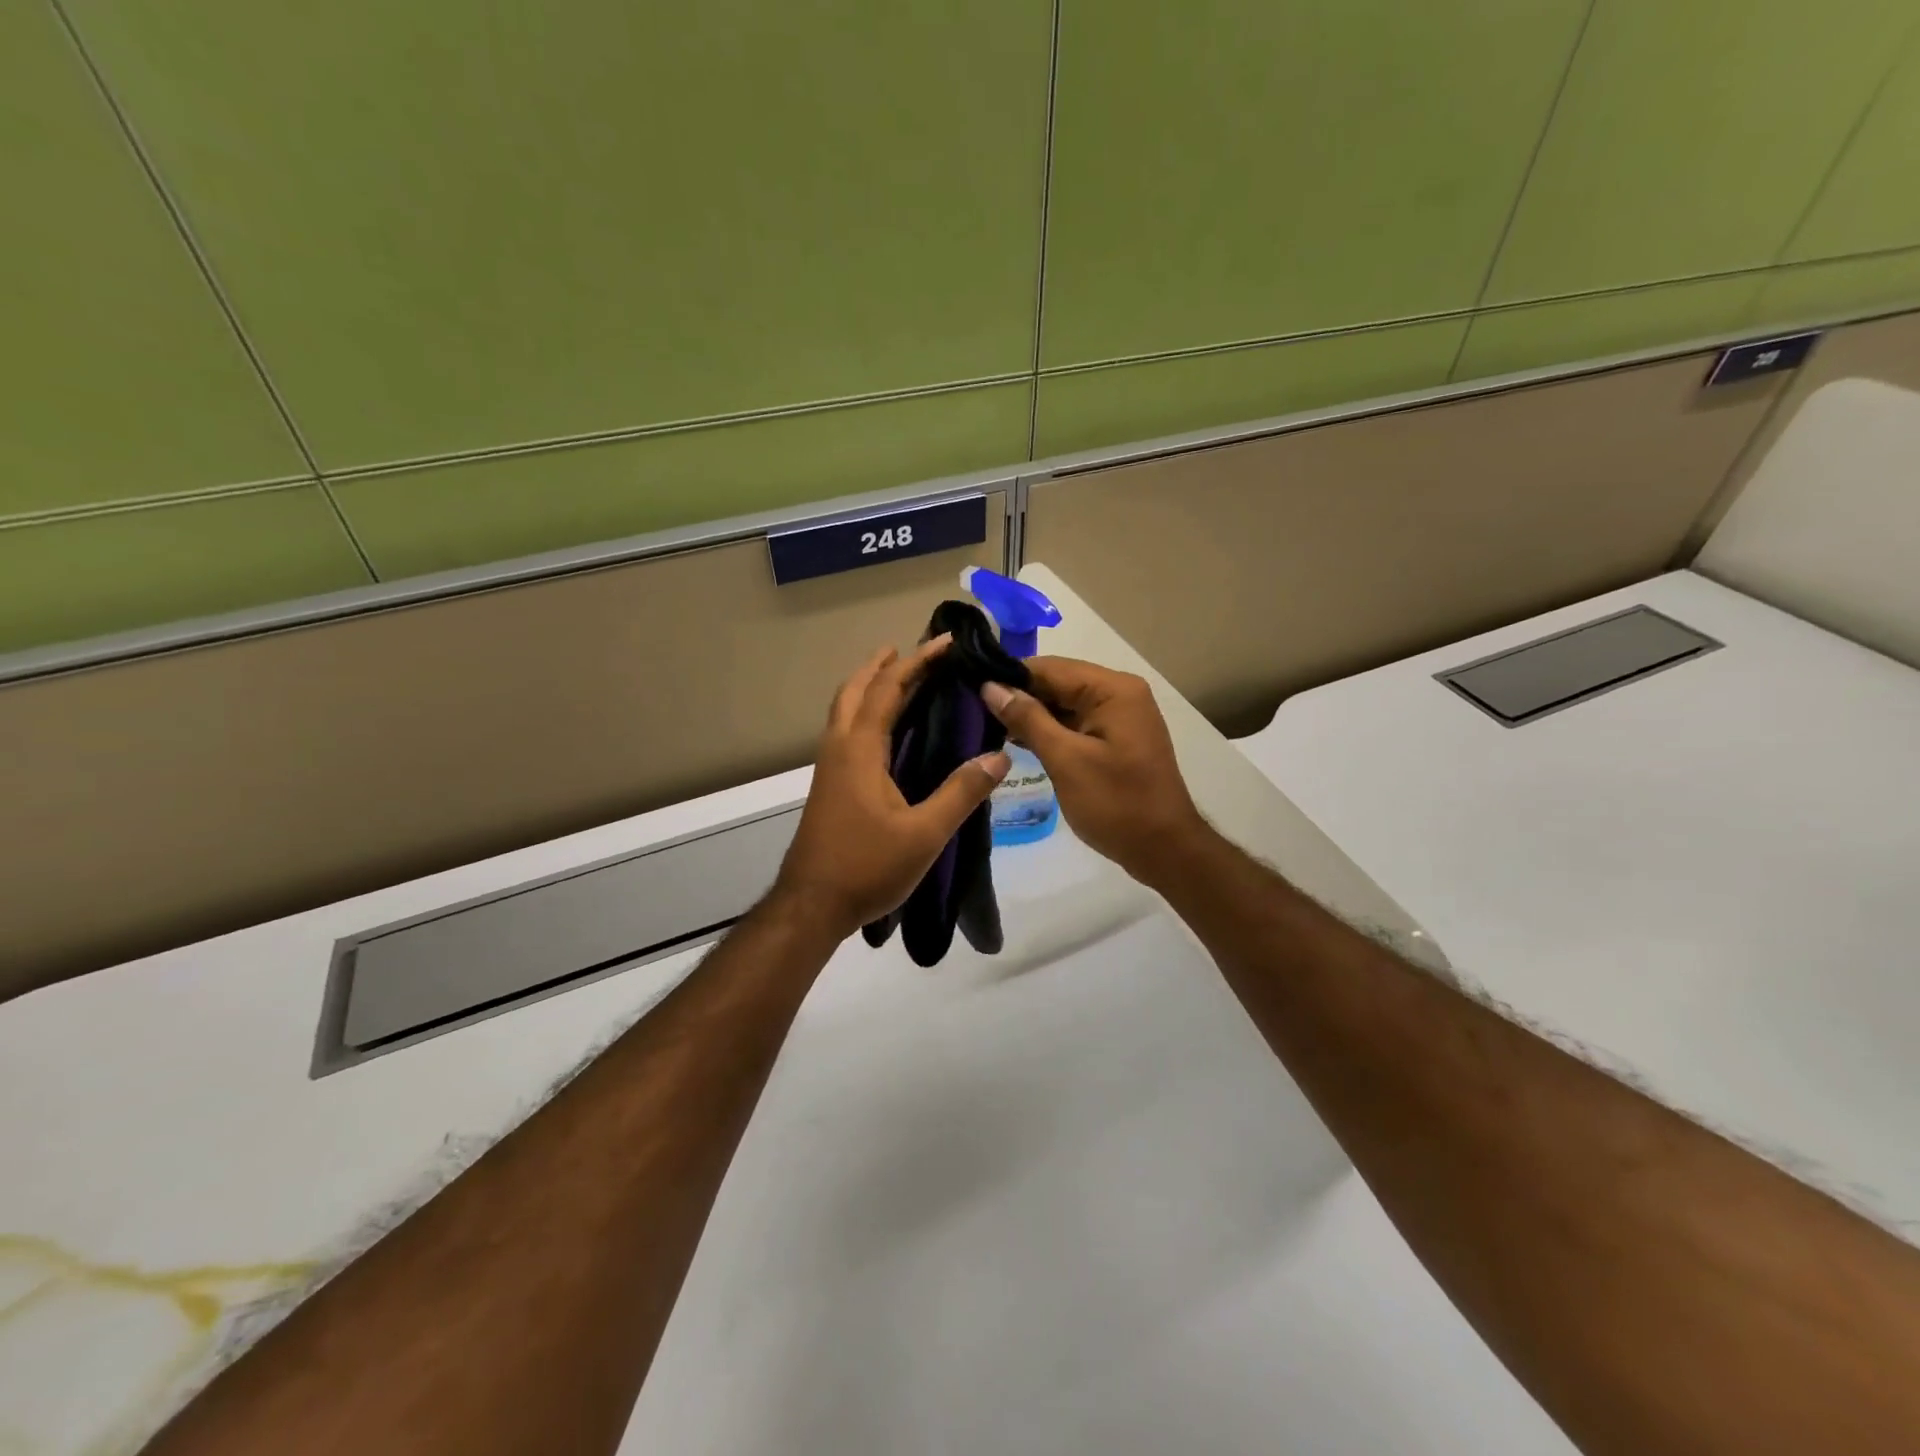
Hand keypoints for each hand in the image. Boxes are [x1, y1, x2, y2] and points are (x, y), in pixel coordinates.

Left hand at [772, 637, 1010, 939]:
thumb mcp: (924, 834)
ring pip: (845, 710)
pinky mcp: (829, 786)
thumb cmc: (866, 867)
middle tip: (913, 651)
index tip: (946, 642)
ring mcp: (829, 767)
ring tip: (899, 678)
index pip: (889, 689)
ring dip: (869, 686)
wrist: (811, 906)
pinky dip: (865, 712)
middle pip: (856, 690)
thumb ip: (961, 793)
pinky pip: (845, 731)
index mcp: (859, 750)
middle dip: (884, 665)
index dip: (918, 662)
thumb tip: (999, 756)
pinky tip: (885, 732)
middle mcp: (839, 748)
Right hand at [980, 657, 1206, 886]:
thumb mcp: (1066, 760)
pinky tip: (1015, 741)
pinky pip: (1076, 723)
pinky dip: (1049, 731)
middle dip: (1018, 696)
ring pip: (1064, 704)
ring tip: (984, 724)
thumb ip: (1028, 719)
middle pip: (1058, 683)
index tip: (969, 688)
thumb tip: (990, 686)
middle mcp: (1119, 693)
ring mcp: (1120, 717)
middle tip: (971, 709)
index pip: (1050, 668)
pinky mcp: (1115, 739)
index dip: (1009, 676)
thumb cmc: (1116, 804)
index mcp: (1112, 689)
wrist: (1164, 849)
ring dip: (1030, 715)